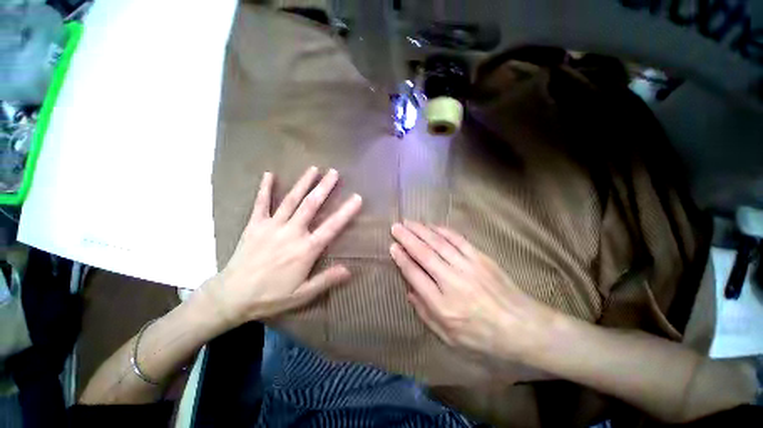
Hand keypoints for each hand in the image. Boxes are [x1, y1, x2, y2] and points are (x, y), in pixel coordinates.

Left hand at [200, 167, 361, 327]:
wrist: (232, 296)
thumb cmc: (271, 296)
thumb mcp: (302, 294)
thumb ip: (326, 280)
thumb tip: (349, 270)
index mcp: (305, 249)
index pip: (331, 227)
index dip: (346, 212)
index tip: (357, 198)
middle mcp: (291, 233)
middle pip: (311, 206)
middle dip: (324, 188)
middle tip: (334, 173)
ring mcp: (272, 226)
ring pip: (291, 200)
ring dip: (303, 183)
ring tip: (314, 169)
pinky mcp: (254, 225)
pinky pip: (260, 204)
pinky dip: (265, 189)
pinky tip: (269, 174)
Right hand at [389, 221, 556, 362]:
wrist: (523, 327)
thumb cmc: (482, 336)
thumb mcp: (449, 337)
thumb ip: (425, 313)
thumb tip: (408, 290)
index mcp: (442, 304)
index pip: (415, 275)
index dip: (402, 259)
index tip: (392, 247)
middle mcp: (453, 282)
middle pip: (424, 254)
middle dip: (407, 238)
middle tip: (395, 227)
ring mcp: (468, 267)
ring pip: (439, 243)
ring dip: (421, 231)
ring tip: (408, 223)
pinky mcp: (481, 258)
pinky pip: (458, 240)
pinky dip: (443, 231)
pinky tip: (432, 226)